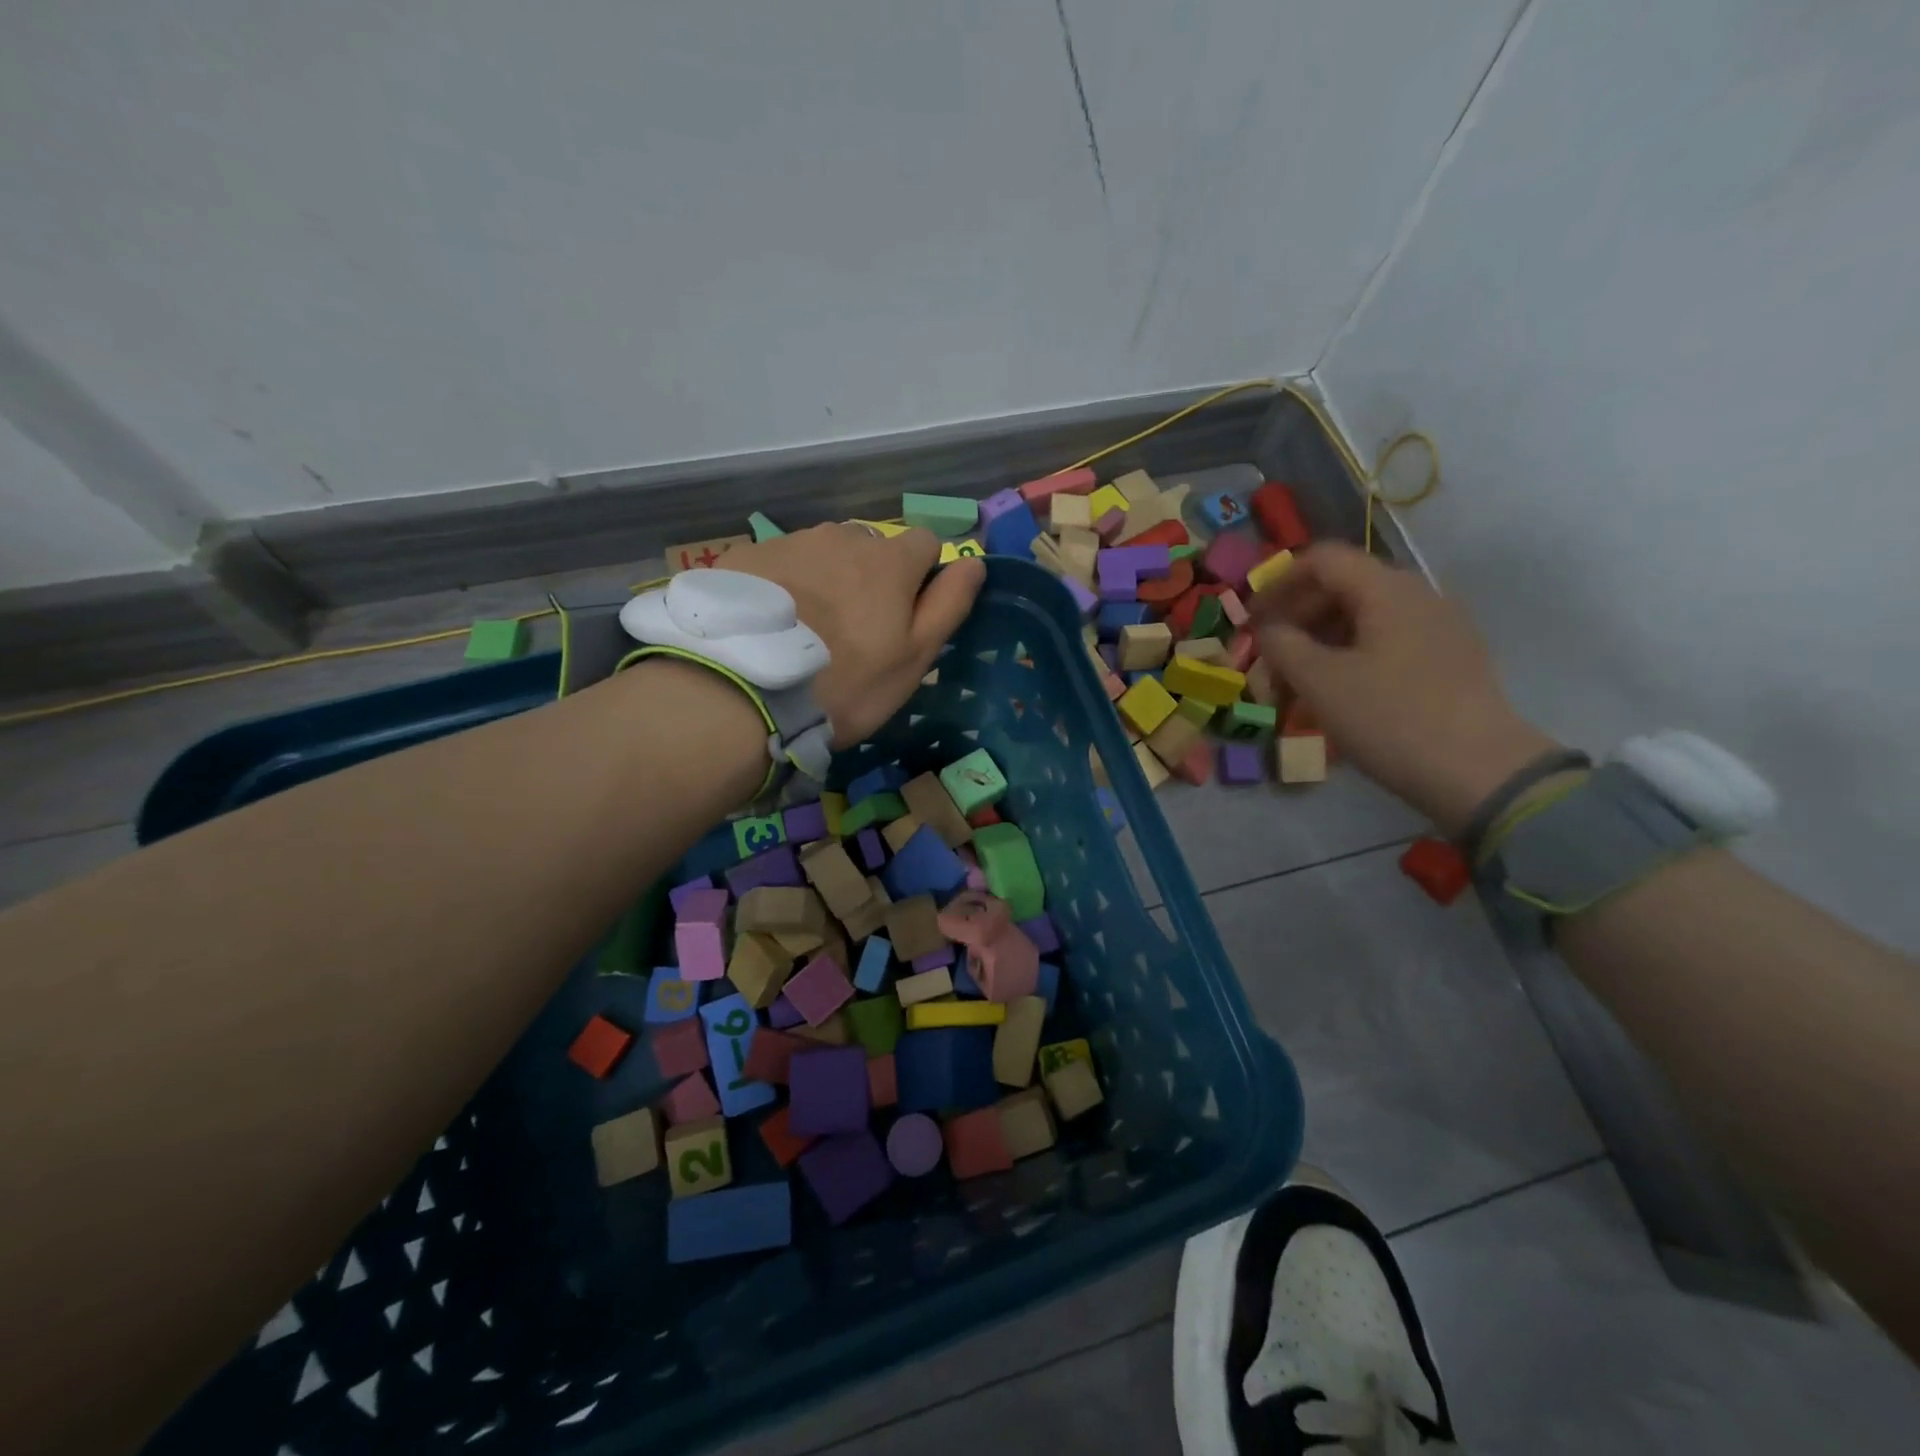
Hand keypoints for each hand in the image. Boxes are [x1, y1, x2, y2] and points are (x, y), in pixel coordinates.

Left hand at [722, 523, 985, 746]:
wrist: (744, 690)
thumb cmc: (847, 682)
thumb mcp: (914, 657)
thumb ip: (948, 605)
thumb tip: (974, 563)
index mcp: (890, 560)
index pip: (926, 543)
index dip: (922, 576)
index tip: (905, 615)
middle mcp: (843, 537)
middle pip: (871, 547)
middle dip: (871, 577)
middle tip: (852, 631)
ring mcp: (791, 542)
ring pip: (824, 553)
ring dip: (827, 579)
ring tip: (806, 629)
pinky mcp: (748, 556)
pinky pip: (781, 563)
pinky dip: (785, 584)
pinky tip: (771, 624)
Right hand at [1251, 543, 1557, 833]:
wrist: (1480, 772)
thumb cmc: (1389, 718)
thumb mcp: (1319, 681)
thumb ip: (1282, 644)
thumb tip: (1268, 628)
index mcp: (1387, 589)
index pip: (1322, 560)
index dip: (1278, 583)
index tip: (1252, 620)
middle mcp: (1418, 595)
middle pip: (1342, 587)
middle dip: (1297, 619)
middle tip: (1269, 659)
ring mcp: (1440, 628)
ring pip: (1364, 618)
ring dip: (1321, 642)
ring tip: (1298, 683)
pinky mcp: (1450, 660)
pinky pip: (1388, 642)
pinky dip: (1351, 657)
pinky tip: (1339, 694)